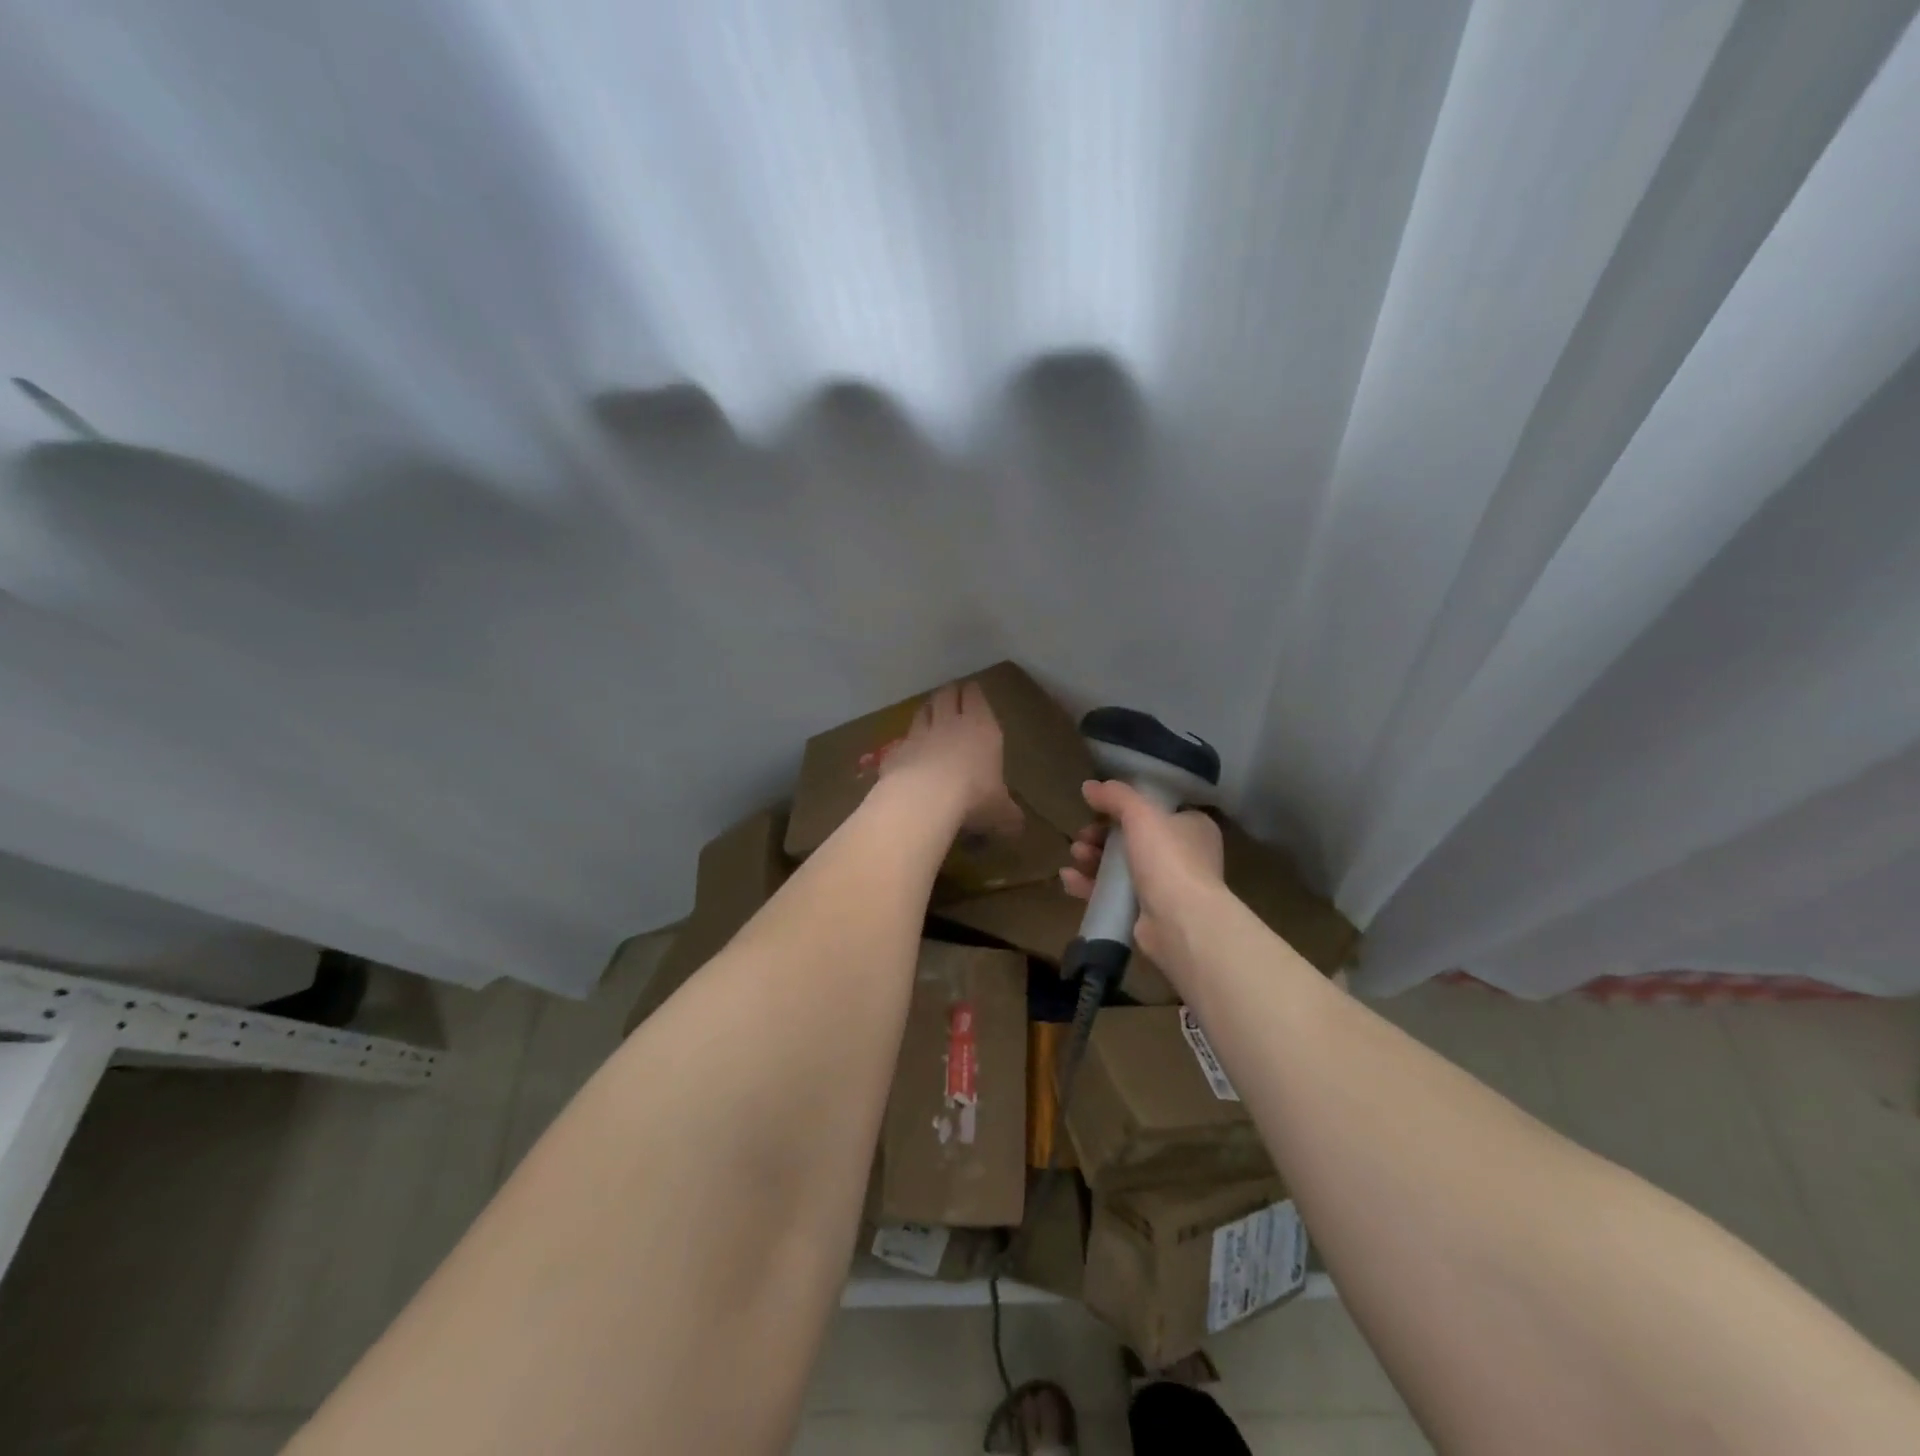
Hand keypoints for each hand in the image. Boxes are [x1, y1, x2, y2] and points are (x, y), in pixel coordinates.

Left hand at [878, 681, 1024, 835]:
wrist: (925, 798)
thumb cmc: (974, 797)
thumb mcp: (1000, 811)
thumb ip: (1008, 814)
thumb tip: (1018, 826)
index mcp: (981, 728)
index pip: (975, 697)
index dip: (973, 692)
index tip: (972, 691)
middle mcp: (949, 723)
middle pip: (946, 695)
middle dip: (949, 694)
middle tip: (951, 696)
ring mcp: (919, 735)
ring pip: (922, 711)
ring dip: (926, 711)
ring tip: (929, 714)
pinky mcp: (896, 751)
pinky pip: (902, 741)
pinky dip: (906, 743)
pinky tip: (907, 752)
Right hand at [1060, 779, 1223, 964]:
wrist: (1181, 922)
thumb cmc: (1168, 859)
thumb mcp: (1141, 814)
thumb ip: (1115, 796)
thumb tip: (1089, 786)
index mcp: (1193, 827)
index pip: (1156, 810)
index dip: (1125, 808)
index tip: (1098, 809)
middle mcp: (1184, 855)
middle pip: (1133, 838)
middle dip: (1101, 836)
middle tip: (1082, 836)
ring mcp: (1167, 886)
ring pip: (1121, 866)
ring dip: (1093, 858)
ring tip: (1075, 855)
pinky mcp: (1148, 913)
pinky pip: (1114, 893)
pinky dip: (1091, 885)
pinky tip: (1069, 879)